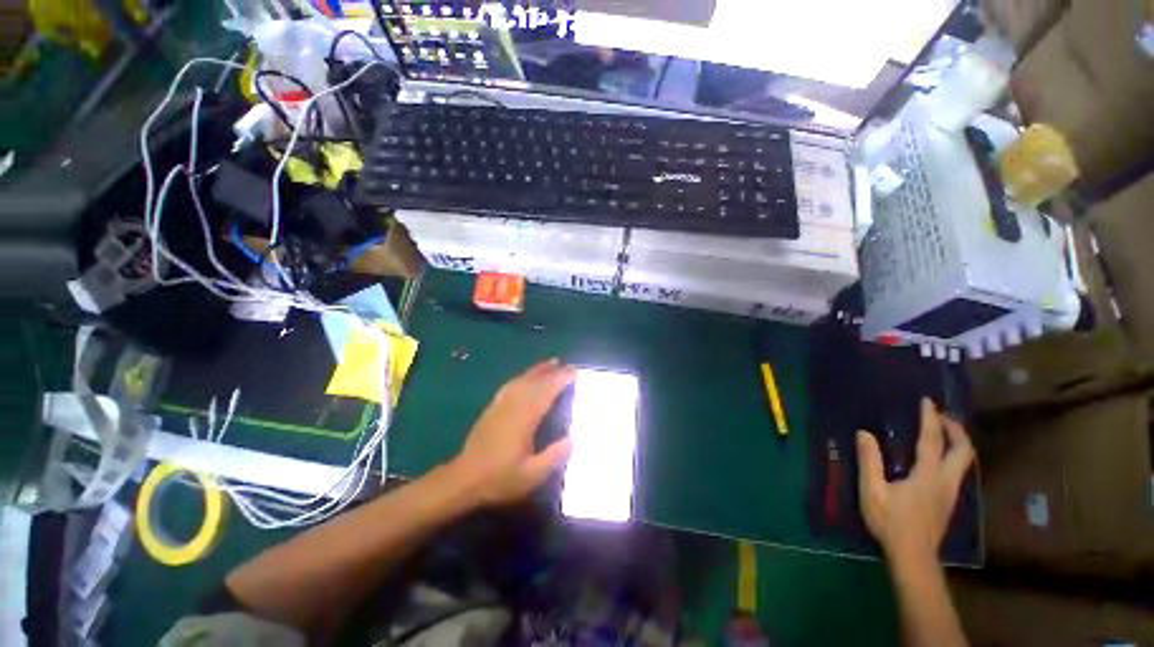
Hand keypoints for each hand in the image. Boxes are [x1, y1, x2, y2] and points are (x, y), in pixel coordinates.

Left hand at [449, 359, 575, 507]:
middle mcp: (512, 406)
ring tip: (551, 363)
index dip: (561, 380)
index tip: (575, 372)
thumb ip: (553, 457)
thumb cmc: (499, 478)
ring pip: (521, 380)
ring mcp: (500, 406)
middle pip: (534, 382)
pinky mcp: (492, 409)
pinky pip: (510, 386)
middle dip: (552, 371)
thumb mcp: (531, 475)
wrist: (463, 480)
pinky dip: (521, 377)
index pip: (546, 392)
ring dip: (537, 370)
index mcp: (524, 419)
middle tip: (567, 365)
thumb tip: (573, 439)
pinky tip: (525, 378)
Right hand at [856, 398, 974, 563]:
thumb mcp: (873, 491)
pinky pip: (958, 471)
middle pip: (963, 450)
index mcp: (928, 475)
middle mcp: (946, 481)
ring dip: (957, 442)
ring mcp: (951, 493)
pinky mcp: (949, 502)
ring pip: (965, 461)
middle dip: (956, 430)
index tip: (927, 401)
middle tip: (941, 417)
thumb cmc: (890, 522)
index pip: (933, 440)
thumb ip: (869, 461)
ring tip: (941, 433)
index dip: (931, 419)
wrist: (913, 556)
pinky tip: (938, 460)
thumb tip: (864, 433)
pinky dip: (952, 456)